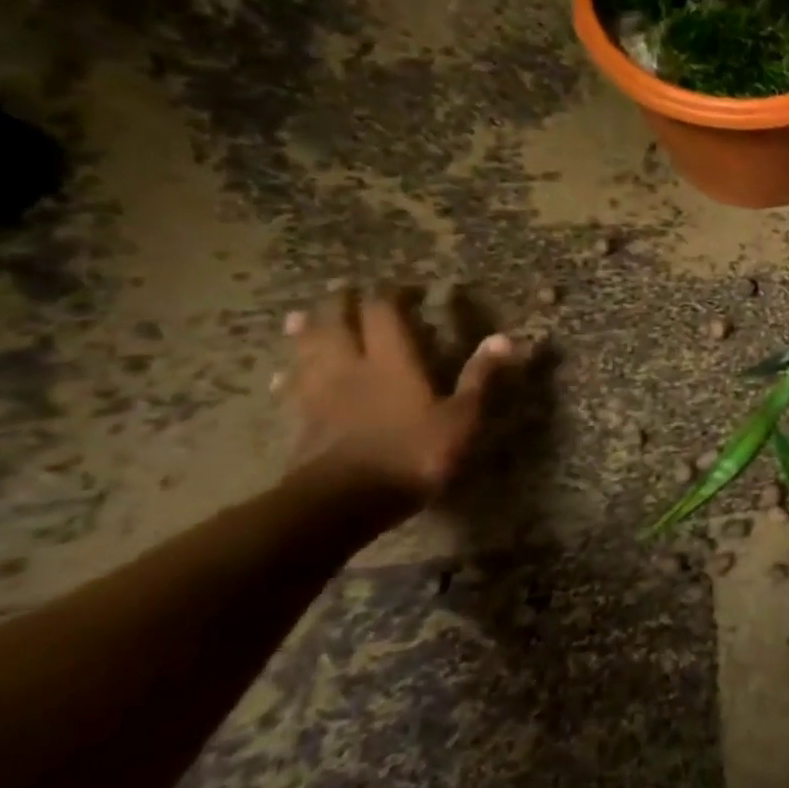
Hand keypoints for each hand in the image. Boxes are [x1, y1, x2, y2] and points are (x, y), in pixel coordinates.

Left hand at [276, 289, 516, 499]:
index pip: (384, 314)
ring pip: (307, 353)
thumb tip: (505, 337)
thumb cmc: (413, 454)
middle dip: (339, 304)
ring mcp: (320, 396)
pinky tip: (282, 376)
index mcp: (392, 362)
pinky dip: (289, 376)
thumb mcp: (461, 417)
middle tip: (342, 289)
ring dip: (304, 333)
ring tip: (297, 318)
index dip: (390, 295)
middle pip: (336, 326)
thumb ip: (479, 377)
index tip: (400, 286)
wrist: (344, 501)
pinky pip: (291, 389)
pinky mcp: (302, 423)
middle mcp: (351, 368)